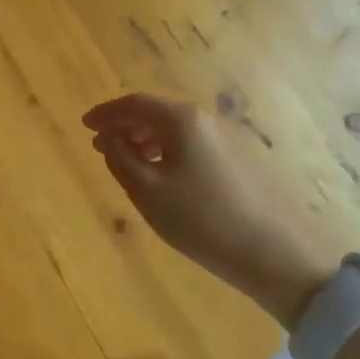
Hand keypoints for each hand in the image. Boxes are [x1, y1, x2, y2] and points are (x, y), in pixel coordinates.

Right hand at [83, 94, 341, 328]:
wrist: (275, 254)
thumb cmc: (202, 219)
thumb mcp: (148, 191)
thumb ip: (120, 159)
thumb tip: (110, 138)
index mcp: (180, 120)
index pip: (134, 104)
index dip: (106, 113)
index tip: (84, 125)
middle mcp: (202, 121)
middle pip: (153, 113)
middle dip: (123, 126)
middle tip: (99, 144)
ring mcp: (222, 140)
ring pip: (171, 130)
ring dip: (143, 140)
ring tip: (123, 160)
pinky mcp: (233, 162)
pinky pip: (187, 145)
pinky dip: (164, 151)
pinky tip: (158, 175)